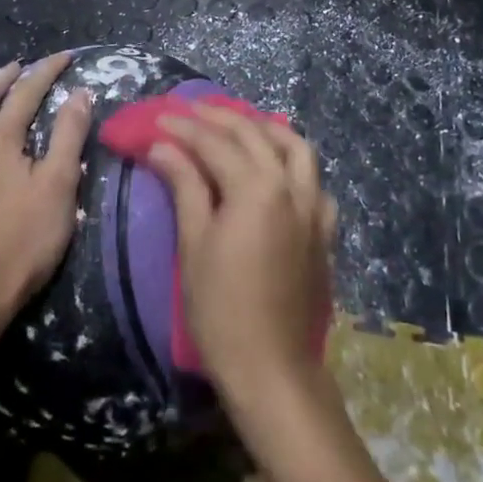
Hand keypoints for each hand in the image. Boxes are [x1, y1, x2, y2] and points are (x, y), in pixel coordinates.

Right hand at [148, 105, 337, 404]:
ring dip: (265, 129)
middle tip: (190, 112)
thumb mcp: (194, 243)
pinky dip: (294, 163)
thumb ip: (185, 186)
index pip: (215, 143)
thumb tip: (163, 146)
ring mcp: (314, 207)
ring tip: (239, 125)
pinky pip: (314, 180)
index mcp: (257, 188)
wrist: (272, 369)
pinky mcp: (324, 230)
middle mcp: (291, 186)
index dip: (183, 128)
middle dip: (219, 118)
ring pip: (295, 147)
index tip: (158, 119)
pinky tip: (277, 170)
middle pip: (254, 135)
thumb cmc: (221, 309)